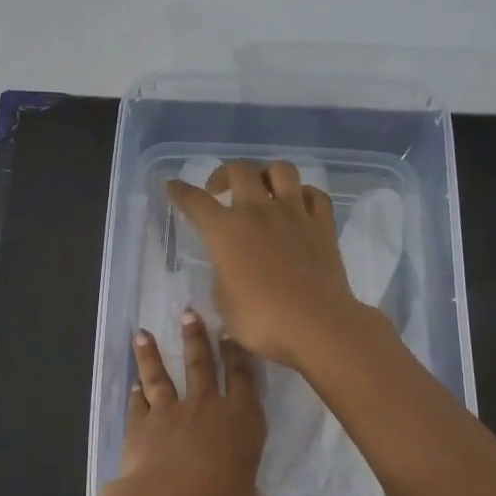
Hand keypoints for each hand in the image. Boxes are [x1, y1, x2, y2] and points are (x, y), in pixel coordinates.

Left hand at [100, 310, 265, 495]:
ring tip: (143, 334)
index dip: (237, 355)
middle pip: (201, 365)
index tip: (230, 333)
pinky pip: (138, 404)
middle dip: (196, 338)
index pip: (242, 379)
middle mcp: (206, 408)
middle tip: (188, 313)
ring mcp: (170, 413)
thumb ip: (243, 488)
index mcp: (242, 421)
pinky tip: (133, 384)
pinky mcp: (140, 426)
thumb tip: (246, 494)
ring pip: (161, 376)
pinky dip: (135, 393)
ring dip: (152, 355)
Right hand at [167, 160, 369, 370]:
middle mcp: (258, 211)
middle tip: (219, 190)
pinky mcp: (323, 225)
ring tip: (262, 190)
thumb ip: (223, 274)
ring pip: (282, 170)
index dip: (180, 191)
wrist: (315, 325)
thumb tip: (230, 265)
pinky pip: (316, 195)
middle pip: (239, 170)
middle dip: (224, 173)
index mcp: (225, 230)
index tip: (173, 186)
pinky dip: (305, 194)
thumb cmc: (261, 320)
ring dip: (267, 174)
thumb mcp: (223, 302)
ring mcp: (294, 214)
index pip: (195, 201)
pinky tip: (299, 205)